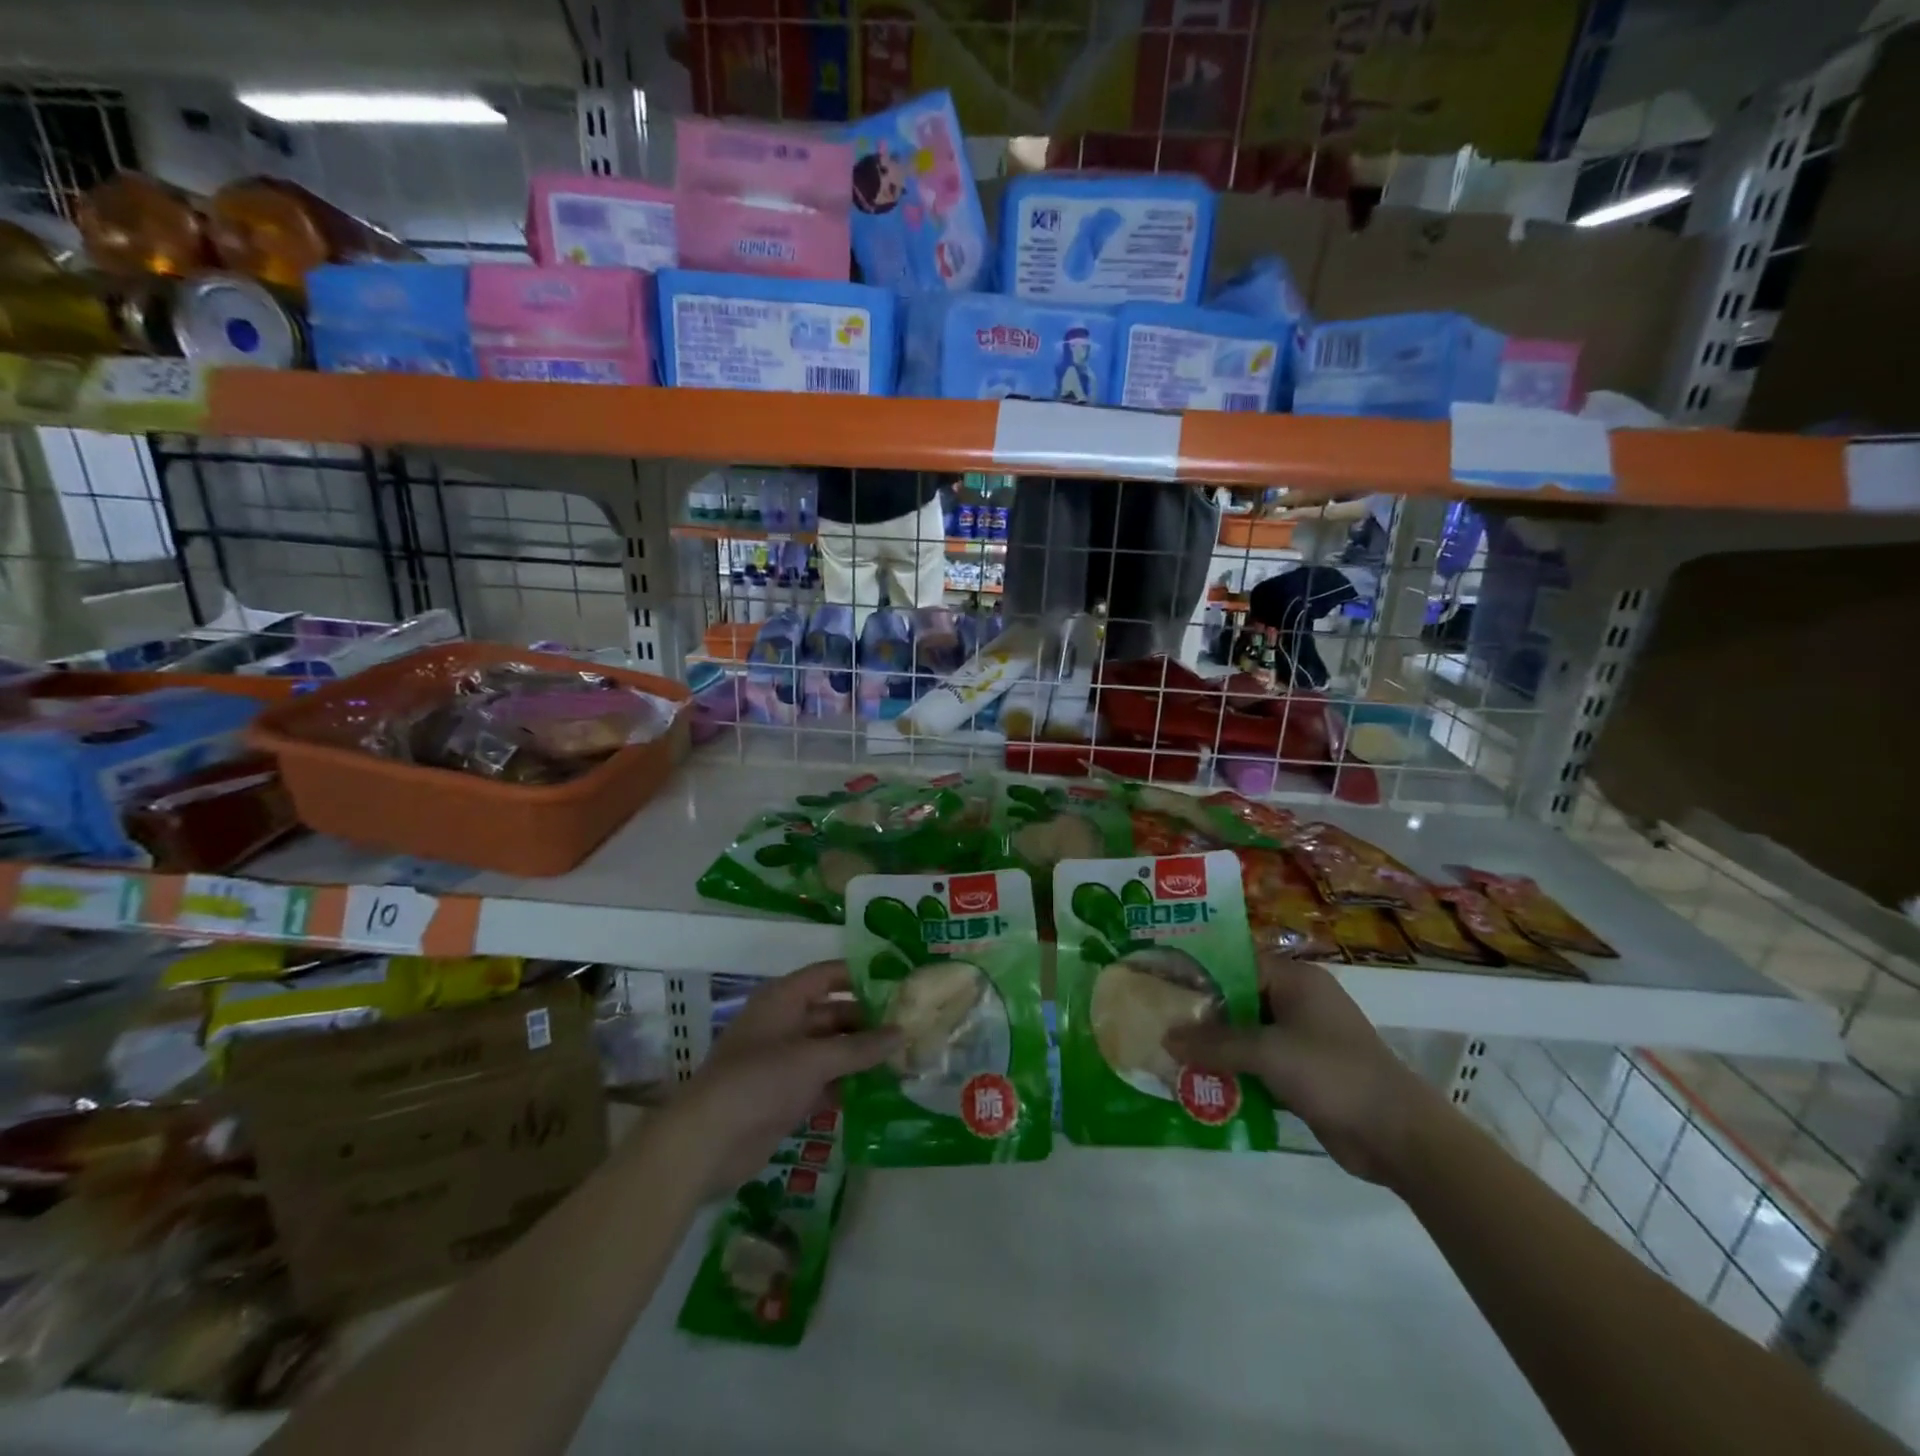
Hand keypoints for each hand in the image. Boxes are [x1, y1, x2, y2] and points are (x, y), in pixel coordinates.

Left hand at [660, 961, 900, 1196]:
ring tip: (904, 1059)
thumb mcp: (814, 1059)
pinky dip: (848, 1084)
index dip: (862, 976)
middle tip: (910, 1028)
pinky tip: (880, 1091)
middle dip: (869, 1022)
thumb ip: (860, 1048)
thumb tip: (901, 1033)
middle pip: (834, 1013)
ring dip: (861, 1056)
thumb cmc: (759, 1081)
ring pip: (831, 1049)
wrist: (708, 1141)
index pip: (829, 975)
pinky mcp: (785, 1094)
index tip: (899, 983)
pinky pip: (824, 1080)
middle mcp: (785, 1023)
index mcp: (784, 999)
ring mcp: (784, 1060)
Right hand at [1163, 955, 1439, 1184]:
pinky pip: (1257, 1062)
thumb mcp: (1268, 1053)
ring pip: (1245, 1033)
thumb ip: (1215, 1044)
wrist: (1398, 1136)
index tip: (1161, 979)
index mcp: (1295, 980)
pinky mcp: (1302, 1072)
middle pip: (1237, 999)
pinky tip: (1200, 1081)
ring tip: (1169, 1052)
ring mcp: (1301, 1038)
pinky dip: (1233, 1070)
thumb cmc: (1333, 1074)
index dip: (1198, 971)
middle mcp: (1297, 1001)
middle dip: (1201, 1014)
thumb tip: (1166, 1039)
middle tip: (1157, 1018)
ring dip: (1214, 1046)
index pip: (1235, 962)